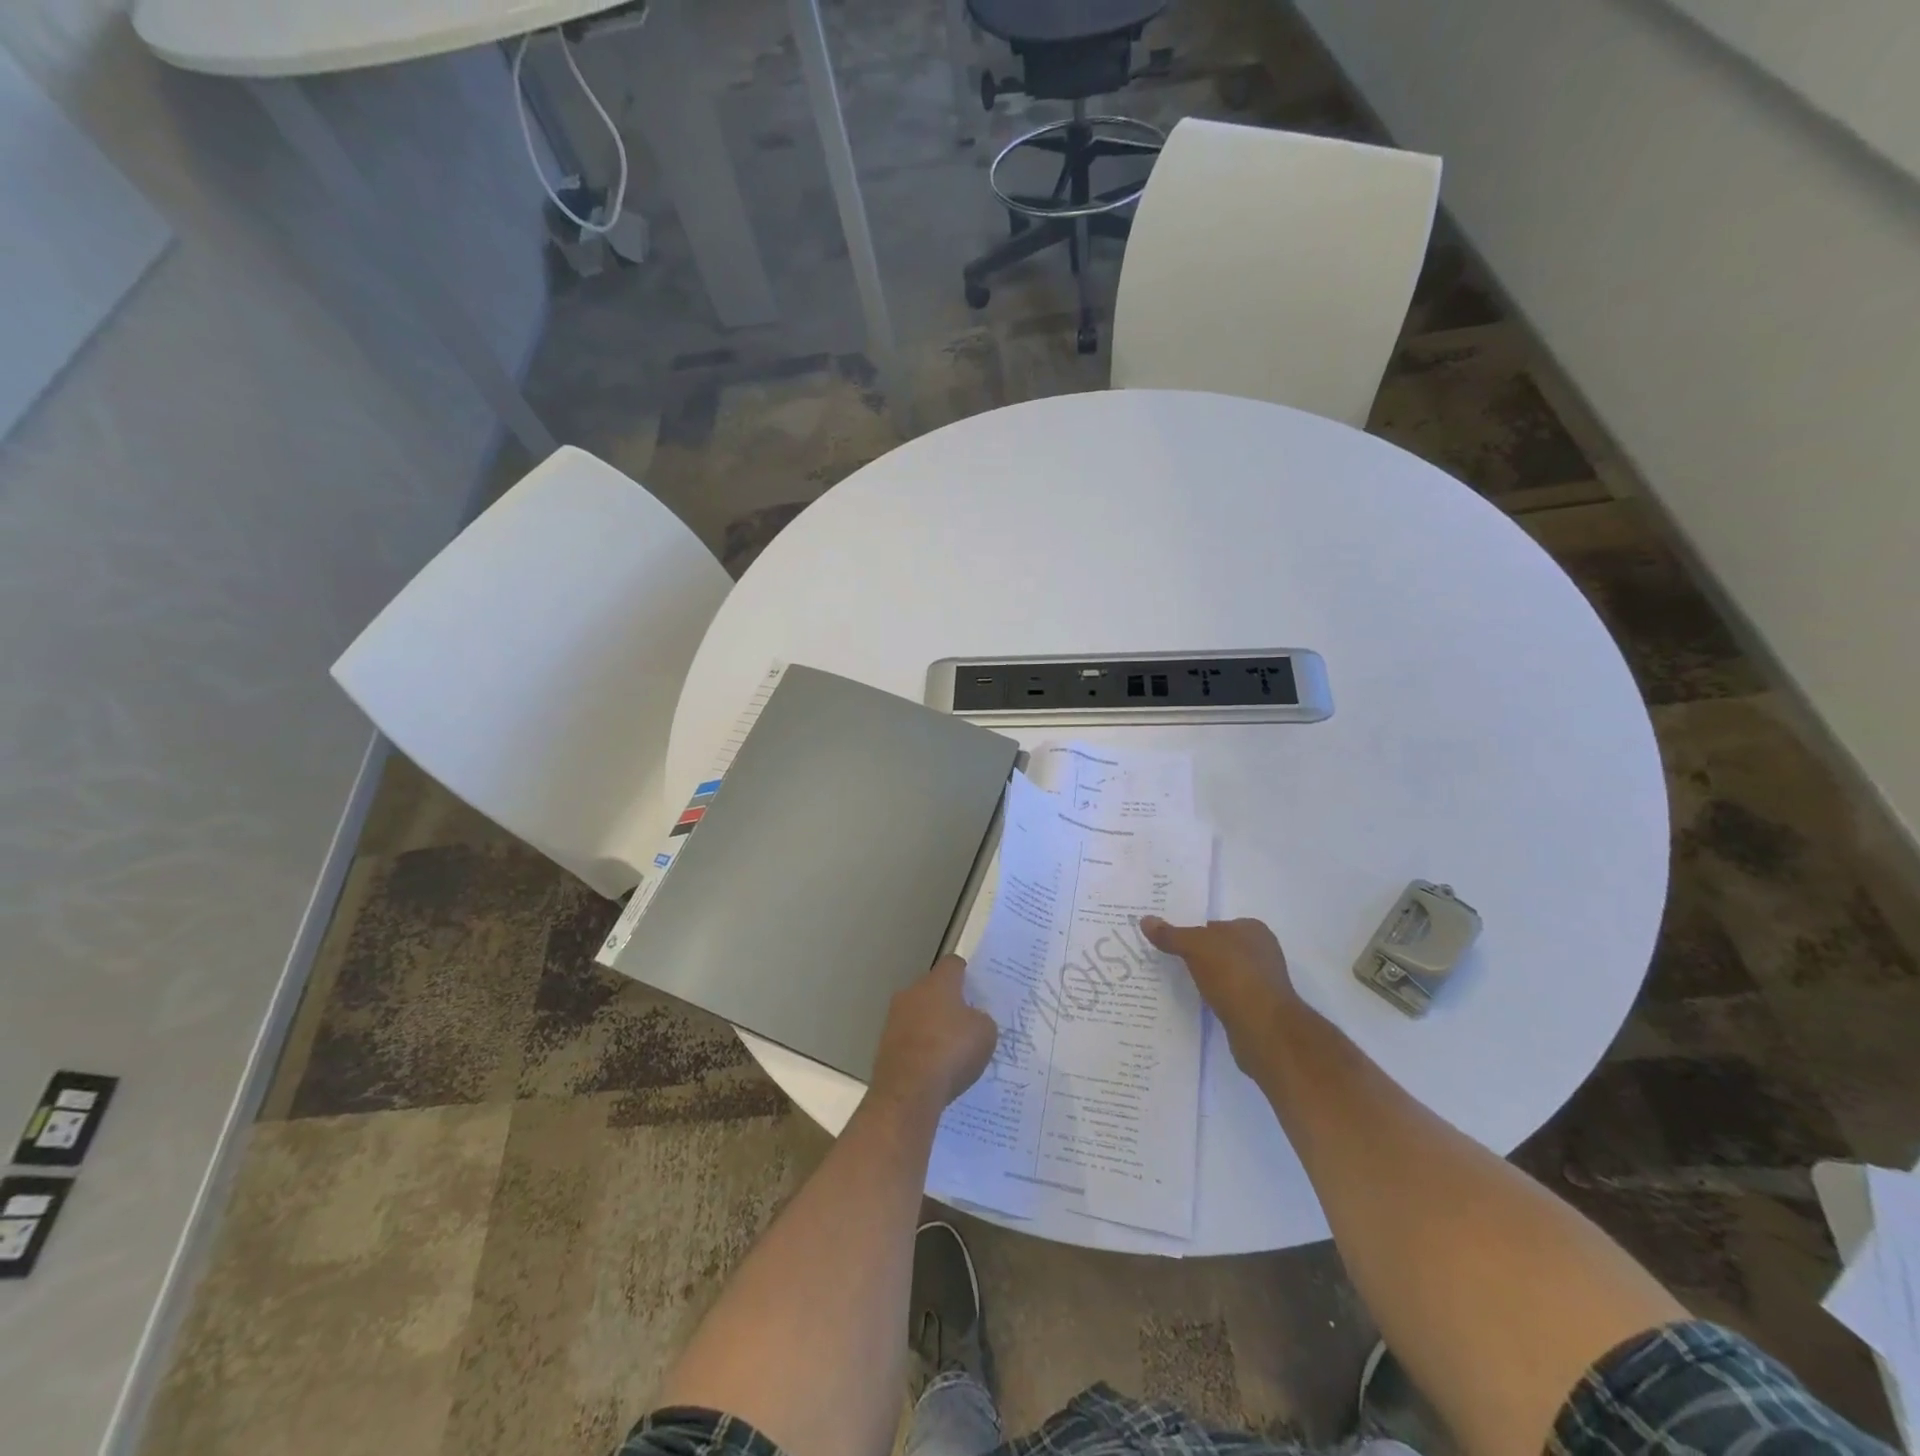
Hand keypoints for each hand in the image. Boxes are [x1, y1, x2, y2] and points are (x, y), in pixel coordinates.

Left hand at [867, 955, 997, 1117]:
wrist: (908, 1091)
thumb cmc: (952, 1051)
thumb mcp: (985, 1033)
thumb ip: (981, 1019)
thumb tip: (971, 1020)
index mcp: (938, 982)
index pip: (953, 964)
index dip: (966, 975)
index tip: (976, 991)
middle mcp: (912, 992)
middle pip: (933, 989)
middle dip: (948, 1003)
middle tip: (966, 1024)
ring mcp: (894, 1018)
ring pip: (918, 1014)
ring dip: (931, 1027)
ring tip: (950, 1052)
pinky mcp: (884, 1045)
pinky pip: (909, 1039)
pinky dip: (920, 1049)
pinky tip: (933, 1070)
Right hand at [1140, 916, 1300, 1073]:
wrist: (1263, 1029)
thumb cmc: (1233, 975)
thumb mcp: (1195, 946)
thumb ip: (1171, 934)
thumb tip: (1145, 920)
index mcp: (1253, 930)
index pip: (1216, 924)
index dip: (1193, 931)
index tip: (1170, 941)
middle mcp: (1261, 953)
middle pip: (1220, 949)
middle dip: (1198, 955)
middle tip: (1168, 959)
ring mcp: (1261, 982)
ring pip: (1223, 974)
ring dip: (1205, 978)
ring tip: (1176, 981)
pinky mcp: (1257, 1009)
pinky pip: (1227, 996)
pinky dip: (1213, 997)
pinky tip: (1197, 1001)